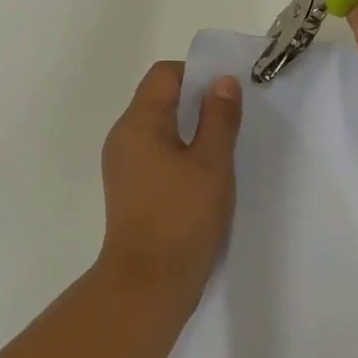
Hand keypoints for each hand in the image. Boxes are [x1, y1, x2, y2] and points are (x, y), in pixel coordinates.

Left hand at [98, 61, 242, 297]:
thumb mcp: (212, 162)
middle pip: (159, 99)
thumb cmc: (182, 217)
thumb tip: (223, 82)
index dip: (198, 74)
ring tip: (224, 148)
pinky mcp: (131, 189)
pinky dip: (181, 153)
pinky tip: (205, 175)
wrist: (149, 284)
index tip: (229, 93)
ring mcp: (124, 165)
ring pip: (159, 129)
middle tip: (233, 118)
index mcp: (138, 123)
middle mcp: (124, 137)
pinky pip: (156, 154)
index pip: (165, 75)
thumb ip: (219, 118)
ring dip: (191, 129)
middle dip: (197, 102)